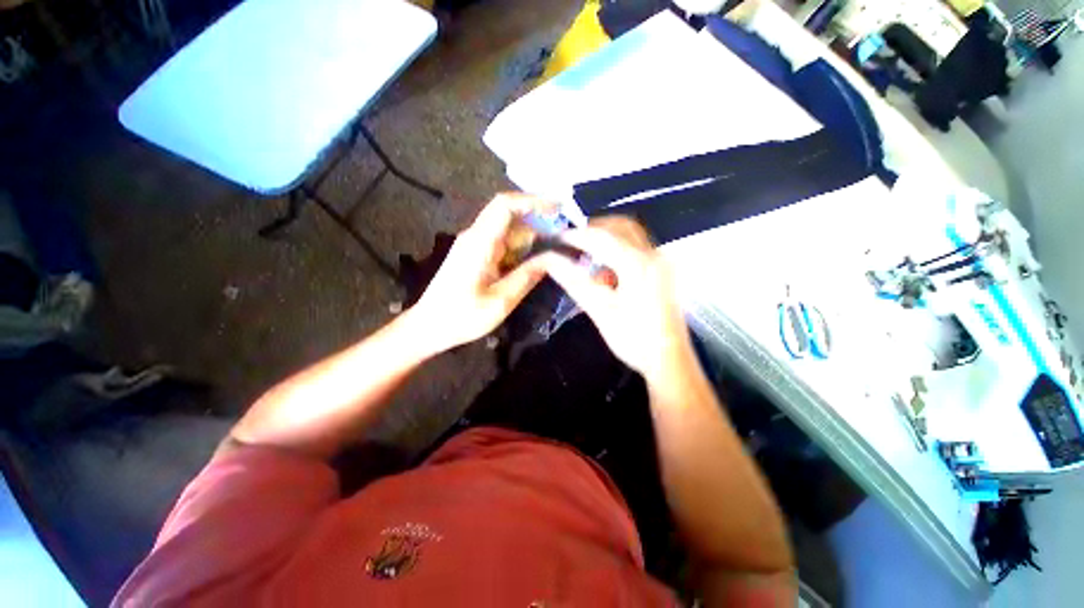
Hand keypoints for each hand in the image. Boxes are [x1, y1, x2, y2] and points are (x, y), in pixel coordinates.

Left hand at [409, 194, 550, 353]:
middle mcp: (477, 237)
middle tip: (566, 238)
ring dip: (533, 240)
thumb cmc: (461, 317)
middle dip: (540, 224)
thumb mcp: (501, 301)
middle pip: (512, 218)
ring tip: (557, 253)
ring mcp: (476, 246)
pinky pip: (504, 246)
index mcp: (480, 242)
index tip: (559, 208)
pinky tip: (536, 263)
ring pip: (510, 232)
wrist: (429, 327)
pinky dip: (522, 251)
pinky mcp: (476, 256)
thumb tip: (554, 258)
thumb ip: (528, 276)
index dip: (533, 201)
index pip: (505, 205)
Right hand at [538, 216, 694, 382]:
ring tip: (587, 254)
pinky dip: (620, 249)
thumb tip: (547, 260)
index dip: (575, 235)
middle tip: (573, 241)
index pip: (600, 237)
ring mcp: (662, 262)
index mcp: (637, 264)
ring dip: (608, 237)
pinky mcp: (664, 272)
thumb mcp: (599, 309)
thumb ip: (573, 280)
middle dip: (594, 228)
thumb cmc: (633, 338)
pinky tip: (607, 269)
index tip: (556, 238)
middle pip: (621, 226)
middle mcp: (653, 255)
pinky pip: (639, 248)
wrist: (669, 361)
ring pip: (632, 234)